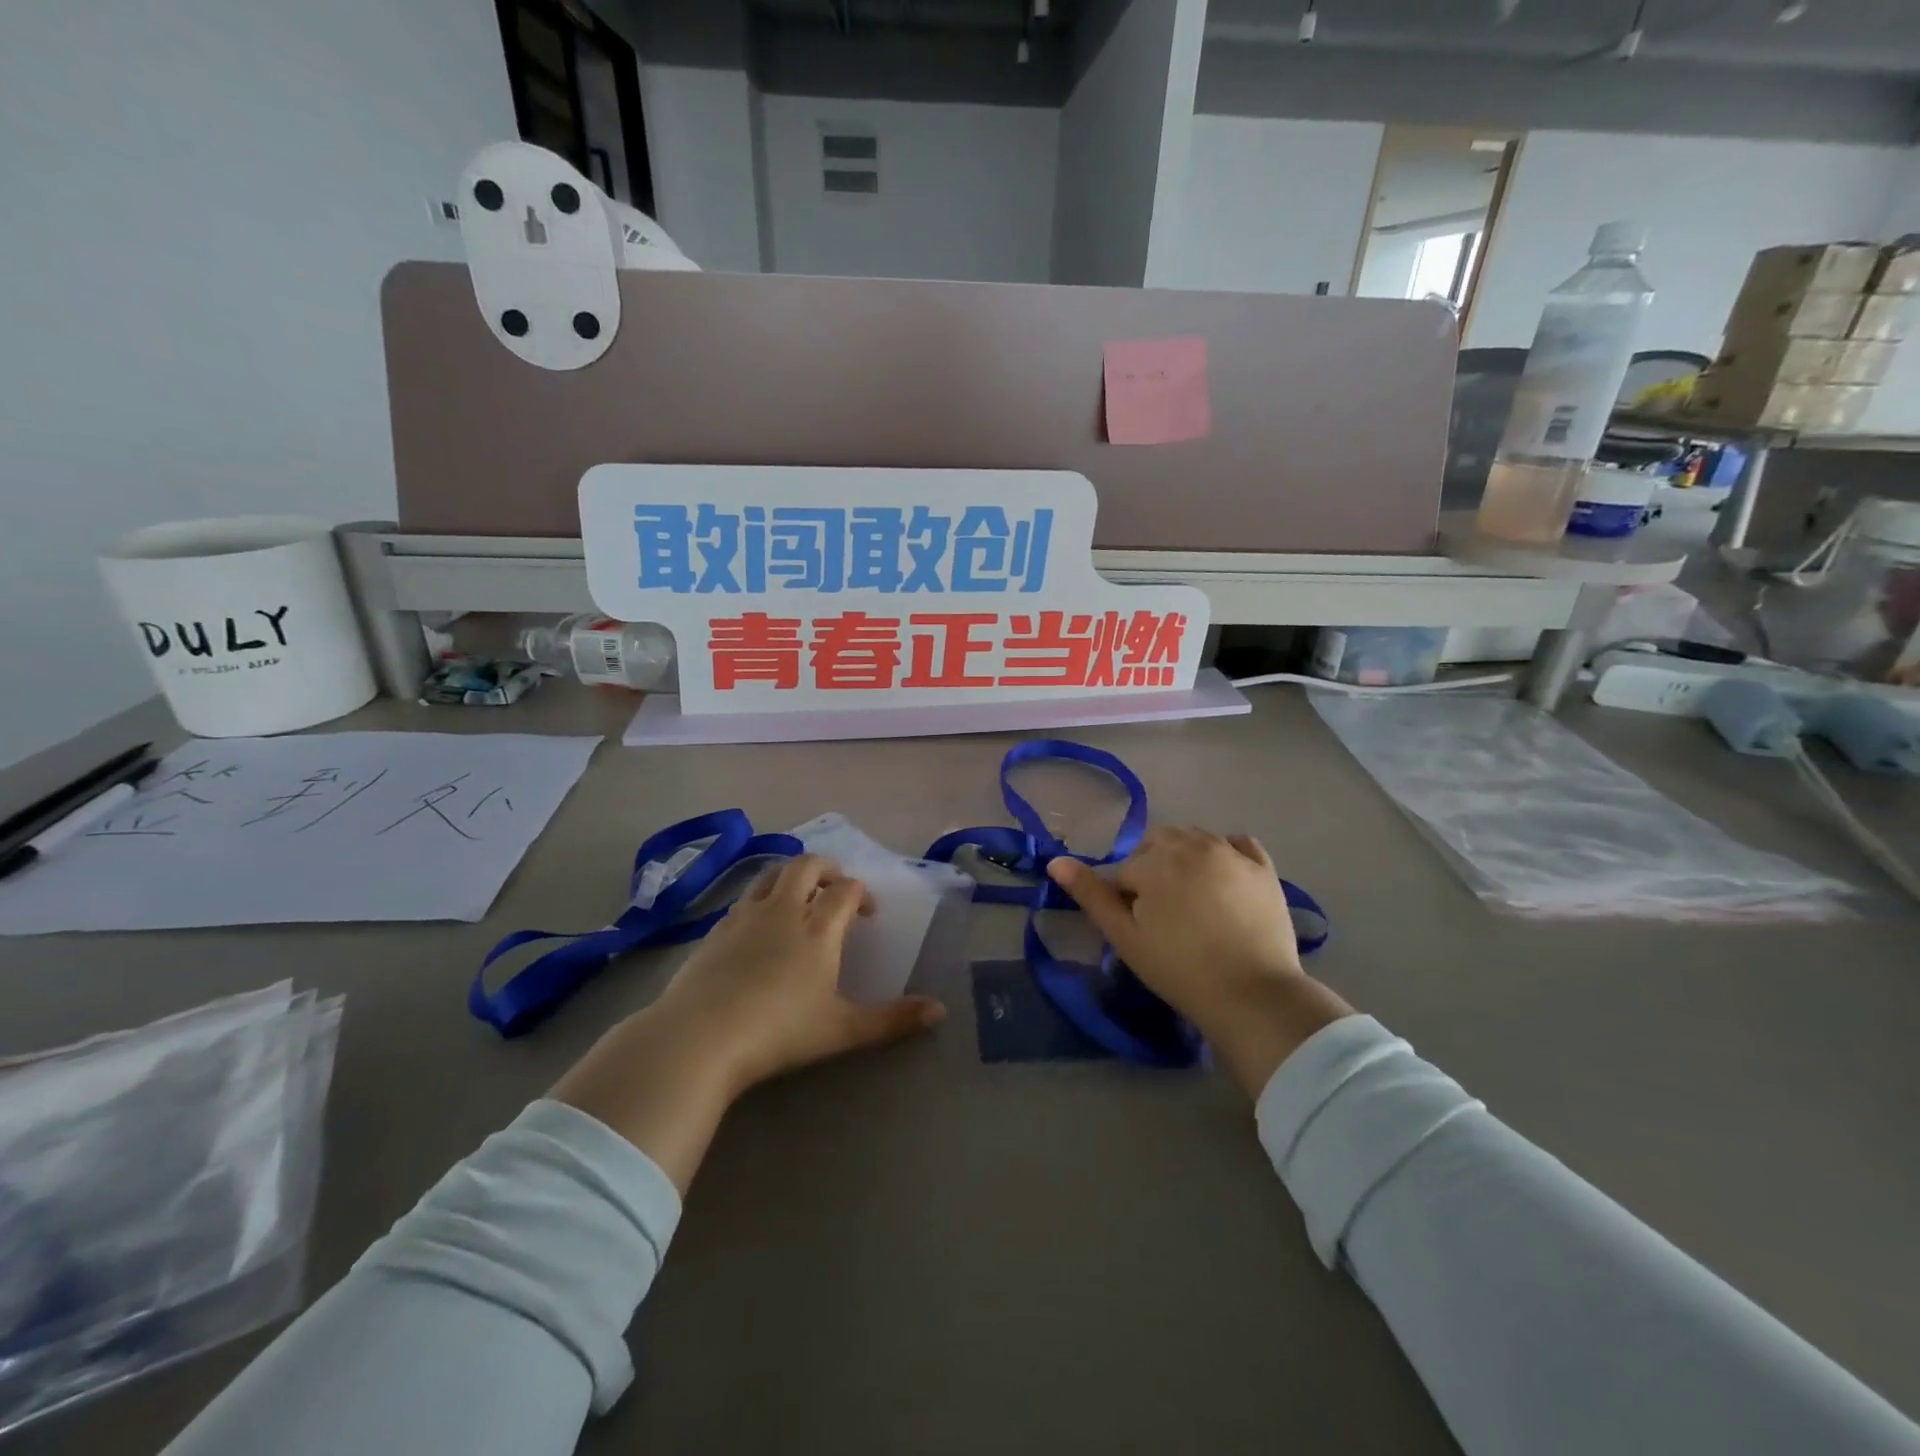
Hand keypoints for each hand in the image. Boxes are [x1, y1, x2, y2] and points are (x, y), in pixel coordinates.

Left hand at [553, 855, 945, 1188]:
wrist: (698, 1038)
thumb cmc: (778, 1032)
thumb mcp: (842, 1031)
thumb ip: (892, 1020)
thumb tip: (940, 1012)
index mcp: (818, 927)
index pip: (846, 890)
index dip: (862, 894)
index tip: (868, 914)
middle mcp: (784, 910)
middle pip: (807, 865)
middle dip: (828, 869)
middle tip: (836, 890)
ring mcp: (745, 916)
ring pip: (772, 874)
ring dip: (792, 875)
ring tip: (800, 896)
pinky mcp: (716, 929)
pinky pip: (746, 897)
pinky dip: (762, 897)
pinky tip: (760, 925)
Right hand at [1047, 828, 1351, 1097]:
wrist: (1253, 995)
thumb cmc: (1180, 969)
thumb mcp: (1125, 937)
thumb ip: (1090, 895)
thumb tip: (1055, 861)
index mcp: (1155, 861)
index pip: (1125, 871)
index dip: (1125, 900)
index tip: (1139, 930)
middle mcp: (1192, 844)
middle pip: (1158, 843)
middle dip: (1153, 868)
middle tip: (1163, 913)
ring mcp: (1232, 853)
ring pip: (1195, 838)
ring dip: (1185, 857)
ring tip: (1192, 900)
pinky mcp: (1263, 868)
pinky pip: (1237, 843)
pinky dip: (1225, 852)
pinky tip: (1223, 878)